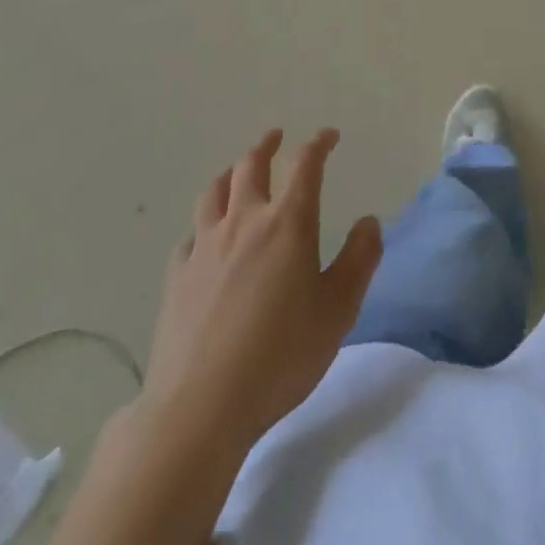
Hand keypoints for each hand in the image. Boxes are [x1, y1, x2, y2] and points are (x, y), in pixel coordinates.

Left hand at [144, 128, 382, 448]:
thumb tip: (368, 222)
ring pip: (214, 192)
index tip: (329, 136)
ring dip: (230, 174)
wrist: (199, 408)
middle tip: (277, 137)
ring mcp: (204, 248)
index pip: (305, 165)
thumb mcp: (339, 310)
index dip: (318, 144)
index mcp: (288, 223)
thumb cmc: (280, 355)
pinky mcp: (176, 279)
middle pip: (251, 166)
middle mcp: (244, 222)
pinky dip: (202, 226)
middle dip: (267, 146)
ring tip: (237, 171)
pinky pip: (189, 236)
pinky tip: (205, 238)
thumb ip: (359, 260)